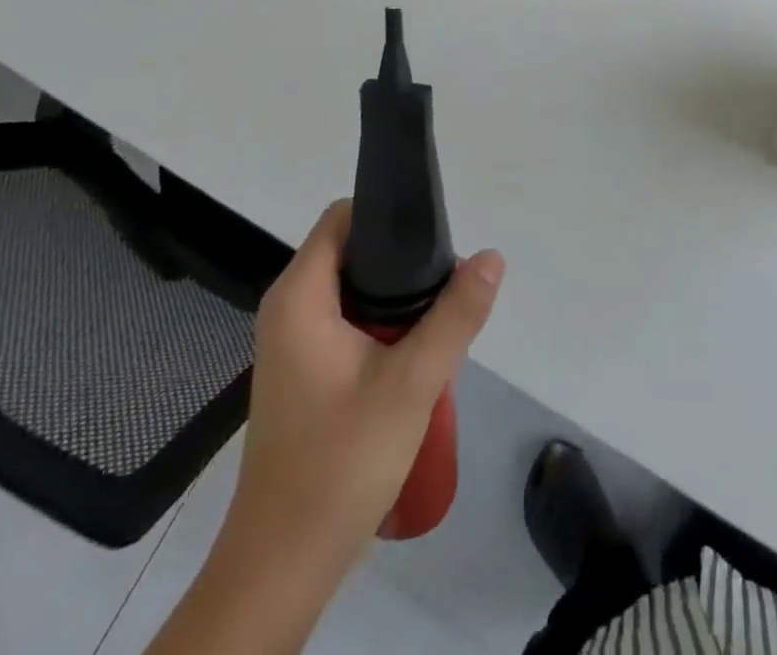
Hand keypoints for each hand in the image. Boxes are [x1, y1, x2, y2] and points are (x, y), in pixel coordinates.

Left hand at [222, 199, 504, 579]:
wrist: (284, 564)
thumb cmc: (340, 461)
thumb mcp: (412, 382)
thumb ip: (456, 315)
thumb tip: (492, 256)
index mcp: (299, 296)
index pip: (342, 218)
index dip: (387, 212)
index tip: (434, 230)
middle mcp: (288, 309)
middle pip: (351, 251)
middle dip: (401, 257)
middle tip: (448, 276)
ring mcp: (293, 344)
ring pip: (353, 290)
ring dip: (396, 295)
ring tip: (442, 309)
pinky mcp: (304, 374)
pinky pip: (347, 322)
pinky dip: (382, 323)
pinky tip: (417, 348)